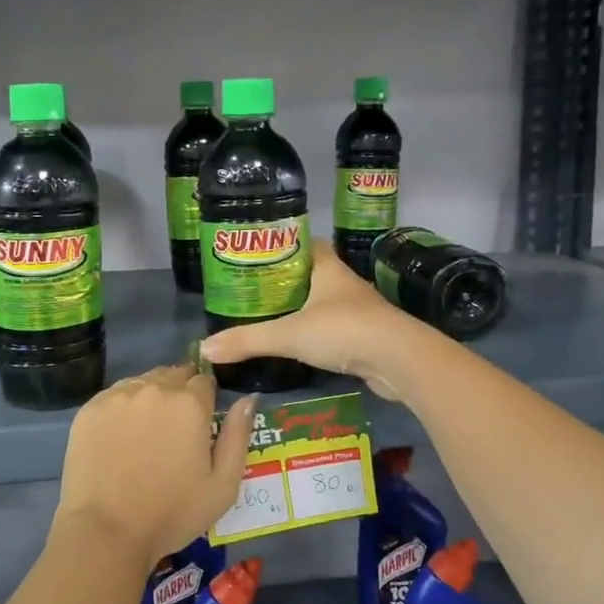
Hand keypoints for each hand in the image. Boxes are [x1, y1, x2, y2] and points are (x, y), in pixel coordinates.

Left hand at [54, 365, 255, 564]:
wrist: (106, 532)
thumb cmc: (172, 513)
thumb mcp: (223, 485)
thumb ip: (238, 436)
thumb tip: (247, 399)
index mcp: (190, 403)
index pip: (205, 380)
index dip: (206, 399)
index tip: (201, 423)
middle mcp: (154, 388)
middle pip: (173, 375)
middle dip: (179, 394)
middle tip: (174, 430)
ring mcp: (117, 396)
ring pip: (143, 382)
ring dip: (151, 397)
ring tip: (146, 433)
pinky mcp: (90, 409)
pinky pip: (114, 395)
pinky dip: (123, 408)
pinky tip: (121, 437)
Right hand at [200, 240, 419, 398]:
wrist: (398, 360)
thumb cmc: (343, 330)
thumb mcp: (288, 334)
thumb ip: (247, 340)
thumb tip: (204, 348)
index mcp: (328, 268)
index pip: (306, 244)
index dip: (283, 245)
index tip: (258, 254)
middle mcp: (344, 284)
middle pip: (312, 274)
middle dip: (287, 280)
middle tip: (255, 290)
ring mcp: (358, 311)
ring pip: (324, 303)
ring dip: (303, 308)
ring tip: (270, 317)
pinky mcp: (365, 337)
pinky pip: (334, 329)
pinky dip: (317, 334)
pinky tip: (299, 346)